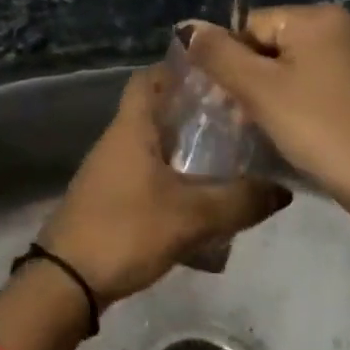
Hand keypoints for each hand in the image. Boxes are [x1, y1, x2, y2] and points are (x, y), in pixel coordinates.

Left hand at [39, 67, 290, 304]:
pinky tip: (203, 202)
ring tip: (230, 160)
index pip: (150, 77)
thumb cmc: (127, 231)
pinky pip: (148, 177)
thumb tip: (282, 190)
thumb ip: (240, 201)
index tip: (219, 75)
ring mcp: (110, 172)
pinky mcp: (110, 200)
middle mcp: (117, 141)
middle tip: (238, 120)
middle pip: (157, 112)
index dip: (181, 69)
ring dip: (187, 150)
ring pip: (154, 147)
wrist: (67, 281)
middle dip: (195, 113)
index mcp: (131, 128)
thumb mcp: (192, 216)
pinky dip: (175, 180)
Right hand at [178, 6, 349, 307]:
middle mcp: (338, 26)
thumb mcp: (258, 89)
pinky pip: (310, 82)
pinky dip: (293, 102)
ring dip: (267, 94)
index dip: (230, 62)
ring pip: (287, 66)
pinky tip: (293, 130)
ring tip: (265, 127)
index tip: (228, 100)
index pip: (248, 25)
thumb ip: (217, 54)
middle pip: (267, 44)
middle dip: (248, 79)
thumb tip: (186, 26)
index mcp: (315, 16)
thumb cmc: (316, 126)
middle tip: (243, 117)